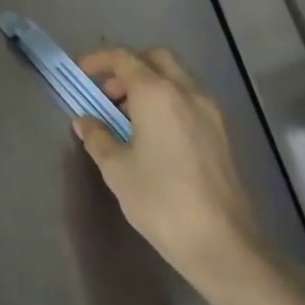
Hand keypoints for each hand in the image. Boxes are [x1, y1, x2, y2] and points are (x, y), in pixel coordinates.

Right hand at [72, 48, 267, 292]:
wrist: (223, 246)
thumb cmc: (161, 200)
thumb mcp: (116, 169)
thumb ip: (98, 137)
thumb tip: (85, 121)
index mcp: (157, 92)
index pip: (123, 58)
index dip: (98, 60)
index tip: (82, 73)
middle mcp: (186, 92)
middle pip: (155, 58)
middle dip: (129, 66)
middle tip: (109, 93)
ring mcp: (210, 112)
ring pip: (176, 78)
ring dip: (150, 84)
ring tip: (128, 118)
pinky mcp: (222, 134)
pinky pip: (189, 100)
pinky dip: (168, 101)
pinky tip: (154, 135)